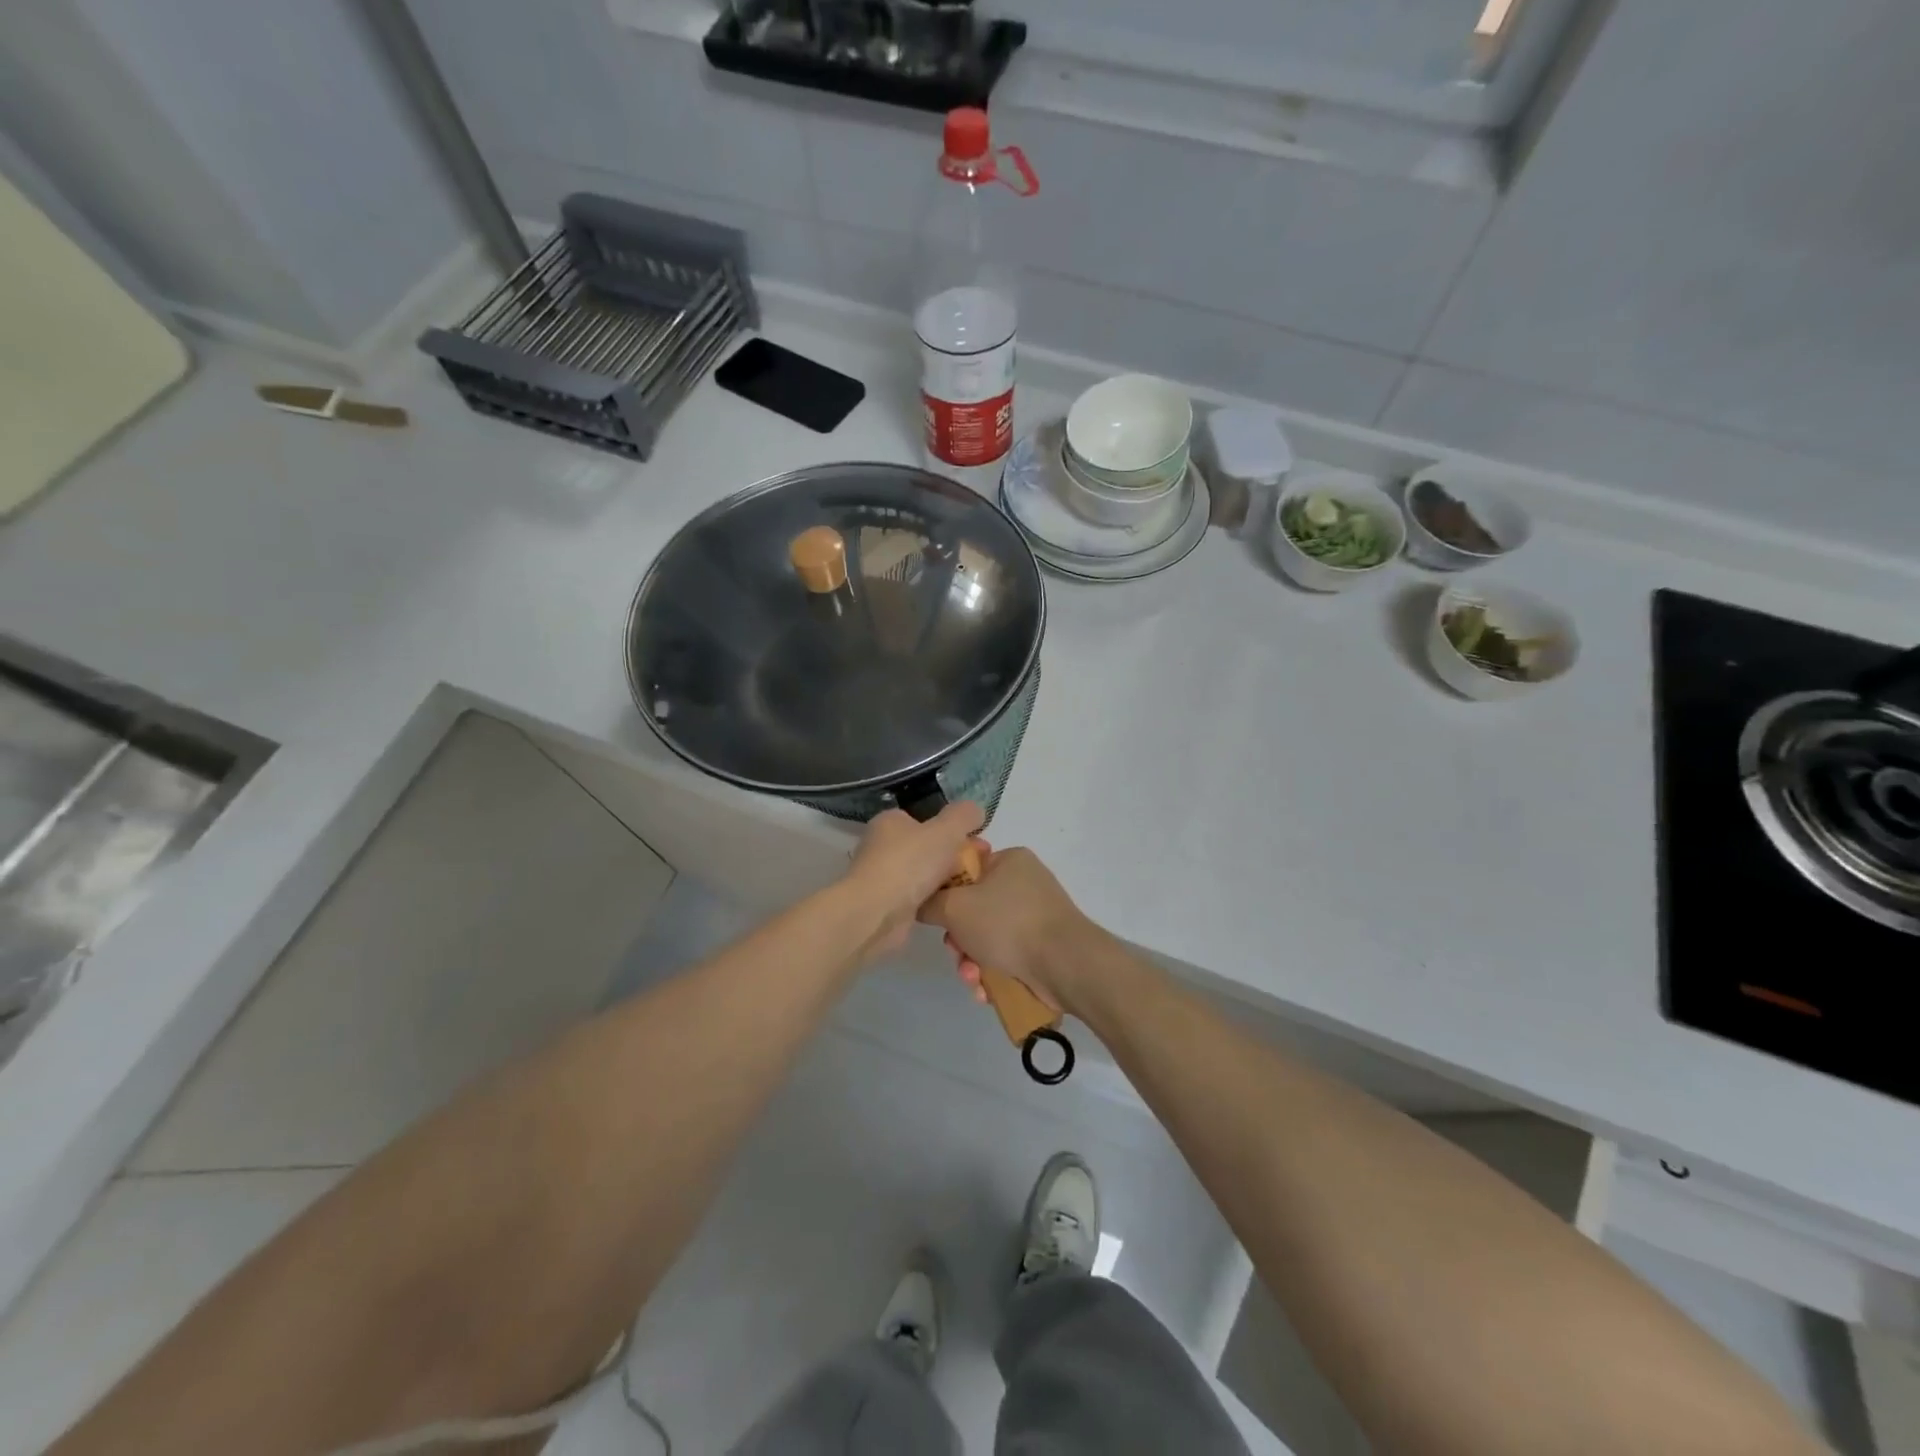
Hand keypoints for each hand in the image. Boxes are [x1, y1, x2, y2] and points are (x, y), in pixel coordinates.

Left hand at [842, 802, 984, 964]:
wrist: (876, 913)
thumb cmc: (910, 863)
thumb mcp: (946, 830)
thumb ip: (964, 815)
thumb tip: (975, 810)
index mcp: (890, 821)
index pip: (925, 820)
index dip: (953, 829)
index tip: (977, 843)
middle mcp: (882, 846)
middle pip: (928, 847)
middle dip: (954, 857)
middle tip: (979, 867)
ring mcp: (883, 877)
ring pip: (925, 874)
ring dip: (946, 880)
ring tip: (970, 888)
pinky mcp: (886, 905)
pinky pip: (919, 898)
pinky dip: (935, 900)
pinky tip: (952, 905)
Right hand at [919, 846, 1099, 1015]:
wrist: (1065, 964)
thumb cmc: (1008, 923)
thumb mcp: (955, 907)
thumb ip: (930, 902)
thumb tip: (922, 903)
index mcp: (1009, 861)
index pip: (966, 869)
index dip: (946, 894)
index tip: (938, 917)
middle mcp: (1024, 883)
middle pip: (974, 910)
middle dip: (959, 940)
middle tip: (957, 955)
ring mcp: (1036, 916)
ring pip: (988, 938)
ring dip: (973, 963)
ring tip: (974, 981)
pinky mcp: (1043, 947)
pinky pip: (1007, 956)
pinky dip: (993, 974)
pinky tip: (987, 992)